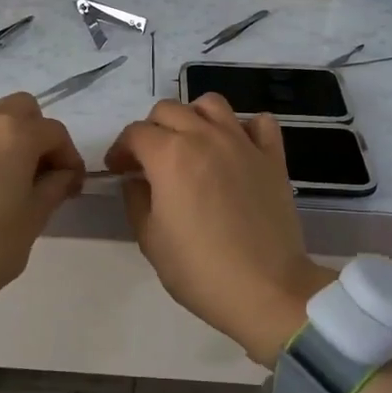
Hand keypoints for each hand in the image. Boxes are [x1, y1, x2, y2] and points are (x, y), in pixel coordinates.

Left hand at [0, 94, 84, 335]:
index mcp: (13, 134)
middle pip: (18, 109)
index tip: (71, 186)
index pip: (54, 132)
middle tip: (37, 172)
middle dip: (34, 133)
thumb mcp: (33, 219)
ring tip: (0, 183)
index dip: (69, 157)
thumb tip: (62, 174)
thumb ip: (54, 187)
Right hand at [105, 96, 332, 365]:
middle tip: (149, 160)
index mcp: (169, 155)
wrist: (265, 288)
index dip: (120, 150)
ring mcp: (242, 143)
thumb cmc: (199, 269)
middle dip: (151, 130)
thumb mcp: (150, 239)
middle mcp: (205, 137)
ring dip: (193, 117)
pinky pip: (259, 123)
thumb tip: (137, 180)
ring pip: (211, 104)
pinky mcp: (272, 157)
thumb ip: (136, 199)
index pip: (135, 133)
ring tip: (190, 145)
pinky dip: (244, 127)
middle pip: (169, 110)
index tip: (118, 171)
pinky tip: (235, 148)